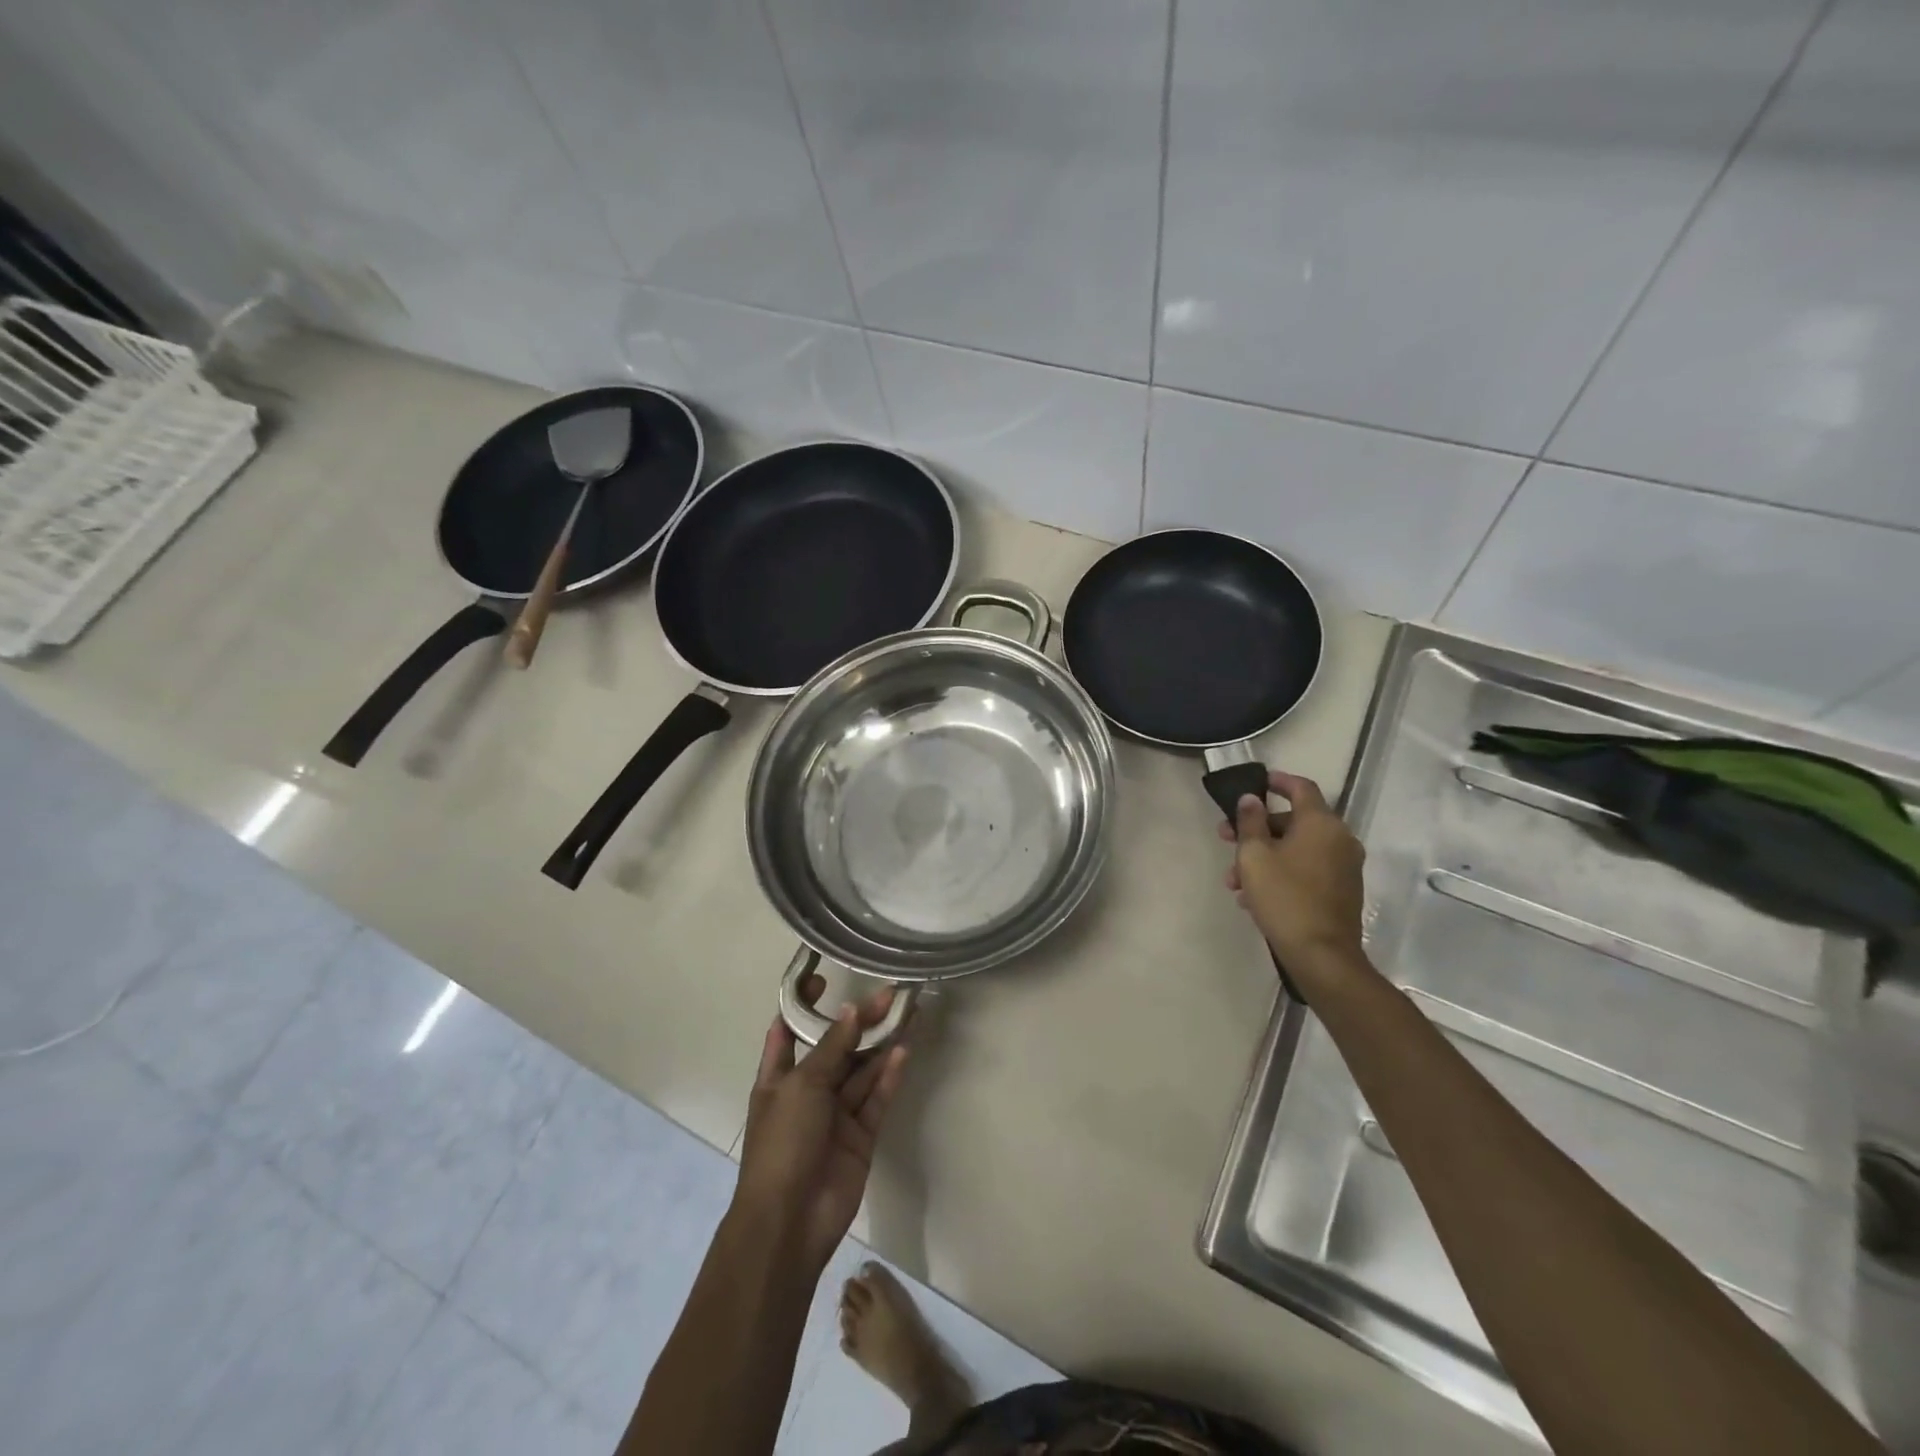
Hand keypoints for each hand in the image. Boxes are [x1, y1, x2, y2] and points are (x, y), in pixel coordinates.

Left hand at [736, 974, 908, 1274]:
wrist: (790, 1221)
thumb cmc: (783, 1143)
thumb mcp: (801, 1086)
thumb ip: (831, 1048)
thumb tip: (852, 1011)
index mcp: (778, 1078)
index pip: (788, 1031)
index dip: (803, 1005)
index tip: (823, 978)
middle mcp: (807, 1091)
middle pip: (836, 1048)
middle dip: (858, 1022)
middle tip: (887, 993)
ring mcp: (835, 1115)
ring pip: (862, 1071)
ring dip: (881, 1045)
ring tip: (906, 1013)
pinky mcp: (860, 1135)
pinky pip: (876, 1098)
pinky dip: (889, 1076)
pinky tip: (903, 1051)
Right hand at [1217, 770, 1367, 990]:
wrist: (1321, 955)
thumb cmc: (1284, 897)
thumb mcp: (1254, 856)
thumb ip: (1250, 822)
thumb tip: (1251, 799)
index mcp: (1321, 823)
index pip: (1301, 787)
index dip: (1277, 781)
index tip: (1256, 781)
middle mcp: (1339, 839)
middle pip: (1294, 821)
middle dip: (1257, 829)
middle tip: (1226, 838)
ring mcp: (1344, 866)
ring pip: (1297, 849)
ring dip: (1264, 856)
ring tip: (1234, 880)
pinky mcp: (1342, 890)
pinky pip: (1307, 869)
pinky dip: (1282, 872)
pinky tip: (1253, 896)